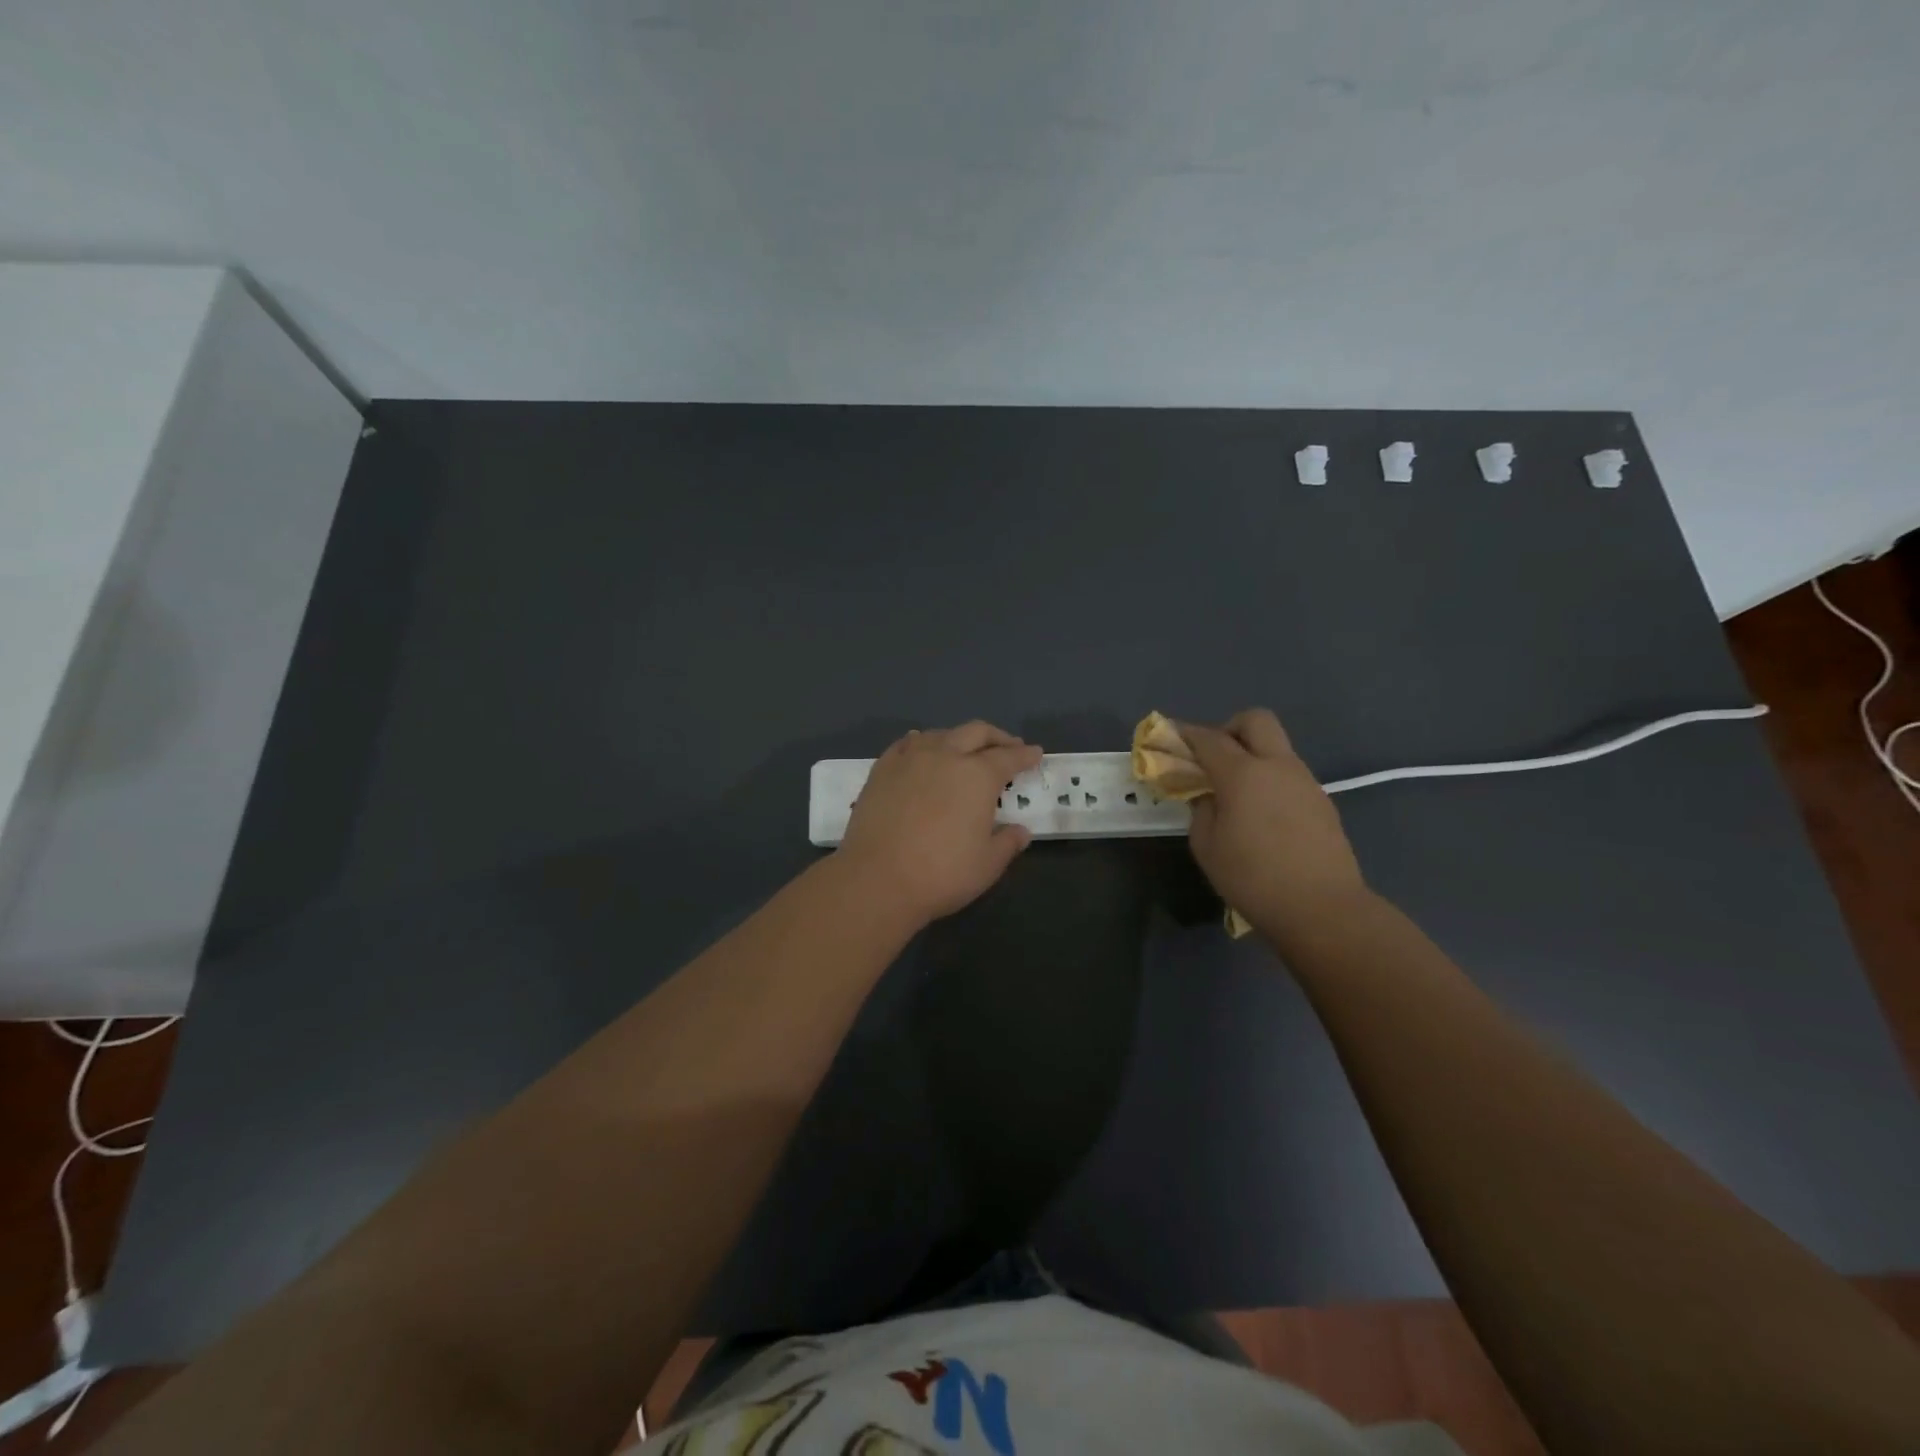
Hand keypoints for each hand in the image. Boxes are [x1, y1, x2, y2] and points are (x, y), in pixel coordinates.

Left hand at [837, 721, 1042, 926]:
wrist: (876, 879)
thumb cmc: (941, 873)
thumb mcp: (987, 865)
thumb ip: (1007, 843)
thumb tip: (1020, 831)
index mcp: (978, 775)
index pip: (1009, 757)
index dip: (1025, 755)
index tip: (1035, 754)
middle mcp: (946, 756)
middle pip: (976, 732)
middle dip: (997, 737)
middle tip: (1008, 746)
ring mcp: (910, 759)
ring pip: (940, 734)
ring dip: (959, 738)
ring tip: (965, 750)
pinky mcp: (882, 769)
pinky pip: (906, 744)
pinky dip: (922, 742)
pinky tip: (922, 749)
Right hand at [1182, 709, 1369, 941]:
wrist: (1323, 908)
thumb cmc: (1253, 878)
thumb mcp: (1207, 847)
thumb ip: (1201, 810)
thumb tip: (1208, 796)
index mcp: (1243, 774)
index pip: (1208, 738)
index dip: (1185, 733)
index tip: (1170, 736)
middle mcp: (1277, 766)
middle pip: (1255, 720)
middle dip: (1229, 729)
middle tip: (1214, 759)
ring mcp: (1305, 781)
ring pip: (1276, 748)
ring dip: (1253, 756)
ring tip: (1237, 794)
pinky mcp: (1322, 801)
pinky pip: (1289, 775)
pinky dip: (1270, 781)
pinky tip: (1263, 816)